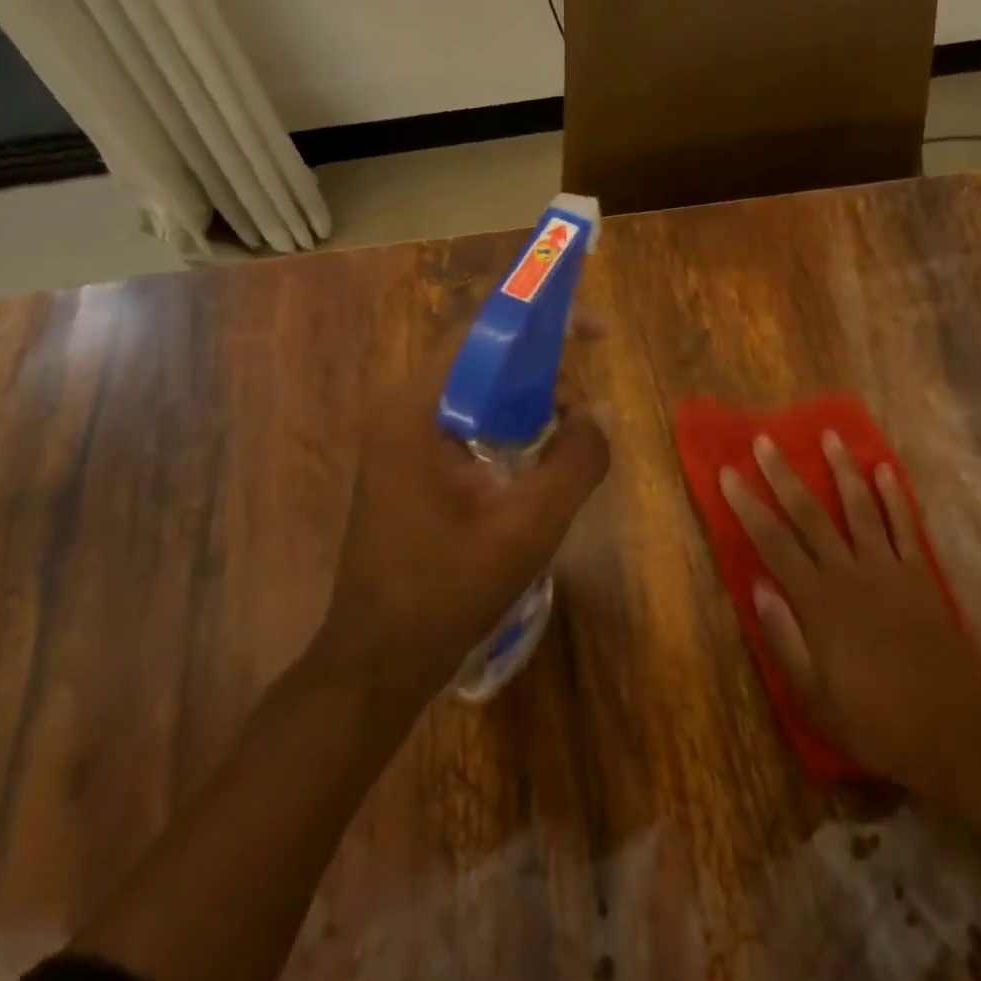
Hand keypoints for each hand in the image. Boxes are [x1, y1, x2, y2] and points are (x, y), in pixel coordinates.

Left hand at [305, 334, 610, 720]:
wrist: (378, 659)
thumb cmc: (447, 589)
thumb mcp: (529, 526)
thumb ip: (575, 461)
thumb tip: (602, 411)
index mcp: (416, 410)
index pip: (481, 333)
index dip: (541, 321)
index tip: (595, 331)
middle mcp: (401, 411)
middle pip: (480, 359)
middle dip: (541, 368)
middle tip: (586, 405)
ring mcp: (400, 439)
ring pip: (475, 392)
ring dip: (527, 400)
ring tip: (569, 433)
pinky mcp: (408, 466)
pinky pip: (466, 423)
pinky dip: (506, 426)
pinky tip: (536, 459)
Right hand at [719, 432, 980, 826]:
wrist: (959, 734)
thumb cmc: (877, 722)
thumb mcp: (815, 697)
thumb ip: (784, 639)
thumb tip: (757, 585)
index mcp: (818, 602)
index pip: (773, 542)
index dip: (747, 505)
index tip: (728, 473)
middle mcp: (850, 574)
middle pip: (810, 514)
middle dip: (784, 474)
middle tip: (765, 440)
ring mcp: (890, 570)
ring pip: (859, 508)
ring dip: (843, 470)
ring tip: (830, 436)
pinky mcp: (922, 576)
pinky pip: (906, 526)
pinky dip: (895, 497)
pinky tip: (886, 471)